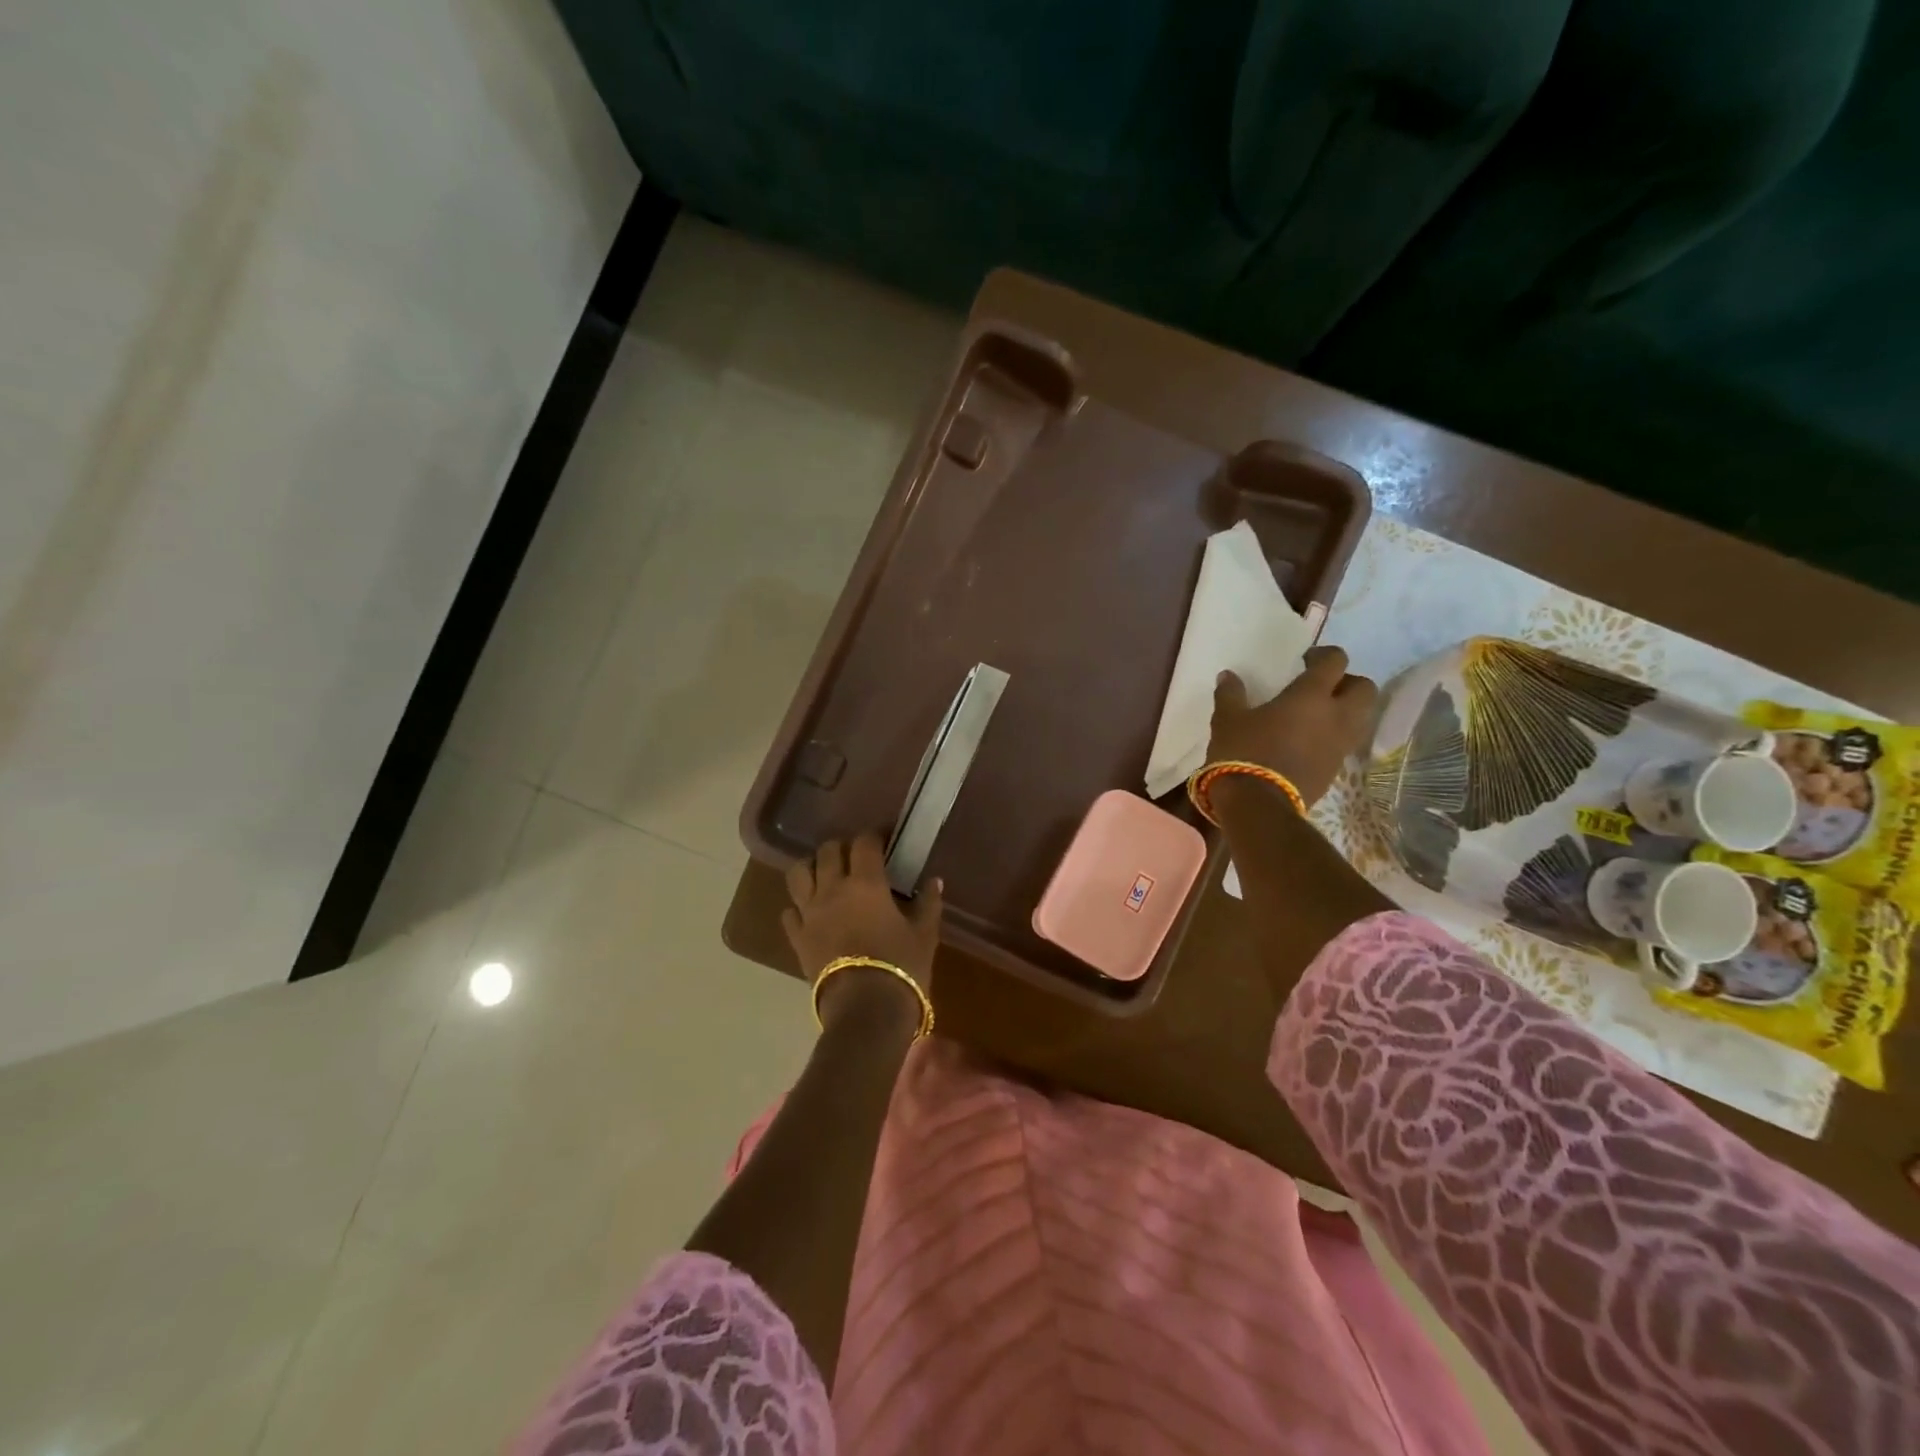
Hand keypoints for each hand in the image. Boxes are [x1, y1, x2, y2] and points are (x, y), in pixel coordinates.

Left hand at [782, 832, 943, 1033]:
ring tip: (824, 876)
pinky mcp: (797, 938)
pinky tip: (811, 913)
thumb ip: (928, 903)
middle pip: (827, 851)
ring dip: (811, 868)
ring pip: (798, 873)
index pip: (864, 842)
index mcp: (866, 883)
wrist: (866, 1010)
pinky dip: (798, 907)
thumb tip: (933, 881)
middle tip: (856, 858)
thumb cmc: (902, 967)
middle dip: (841, 848)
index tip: (885, 840)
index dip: (874, 836)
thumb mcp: (925, 935)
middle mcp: (832, 889)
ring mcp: (809, 913)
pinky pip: (789, 912)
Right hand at [1206, 646, 1378, 805]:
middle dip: (1348, 682)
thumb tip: (1228, 676)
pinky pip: (1346, 742)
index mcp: (1310, 696)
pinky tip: (1310, 740)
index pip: (1335, 661)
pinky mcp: (1336, 768)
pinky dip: (1336, 735)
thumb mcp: (1227, 719)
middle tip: (1322, 687)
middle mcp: (1336, 716)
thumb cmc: (1243, 752)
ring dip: (1347, 710)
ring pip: (1362, 717)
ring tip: (1319, 715)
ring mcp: (1340, 744)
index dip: (1324, 655)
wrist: (1258, 803)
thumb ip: (1231, 694)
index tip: (1305, 660)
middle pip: (1364, 688)